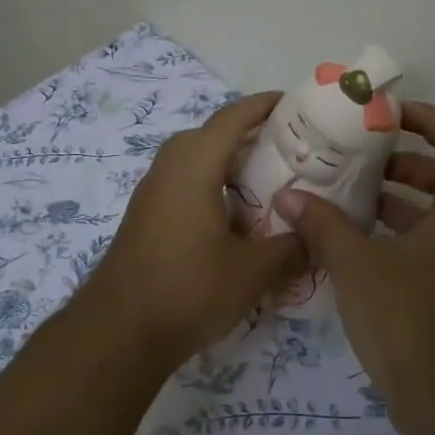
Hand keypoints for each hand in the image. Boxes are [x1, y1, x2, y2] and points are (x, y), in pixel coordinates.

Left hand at [79, 93, 305, 365]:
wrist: (119, 331)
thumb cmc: (189, 289)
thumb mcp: (252, 271)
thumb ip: (290, 248)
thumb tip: (315, 240)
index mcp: (194, 165)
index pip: (232, 117)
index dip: (264, 105)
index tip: (294, 103)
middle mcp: (168, 168)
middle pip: (212, 136)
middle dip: (250, 137)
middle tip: (290, 152)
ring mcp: (151, 194)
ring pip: (196, 163)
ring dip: (229, 166)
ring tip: (269, 184)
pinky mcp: (145, 218)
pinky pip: (184, 187)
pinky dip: (212, 189)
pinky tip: (235, 220)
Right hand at [274, 101, 434, 399]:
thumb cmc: (408, 320)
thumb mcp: (356, 266)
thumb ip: (323, 226)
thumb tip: (288, 197)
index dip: (430, 120)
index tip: (389, 117)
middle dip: (403, 164)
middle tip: (358, 162)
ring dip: (397, 203)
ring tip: (347, 201)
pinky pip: (428, 249)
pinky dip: (397, 238)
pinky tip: (355, 251)